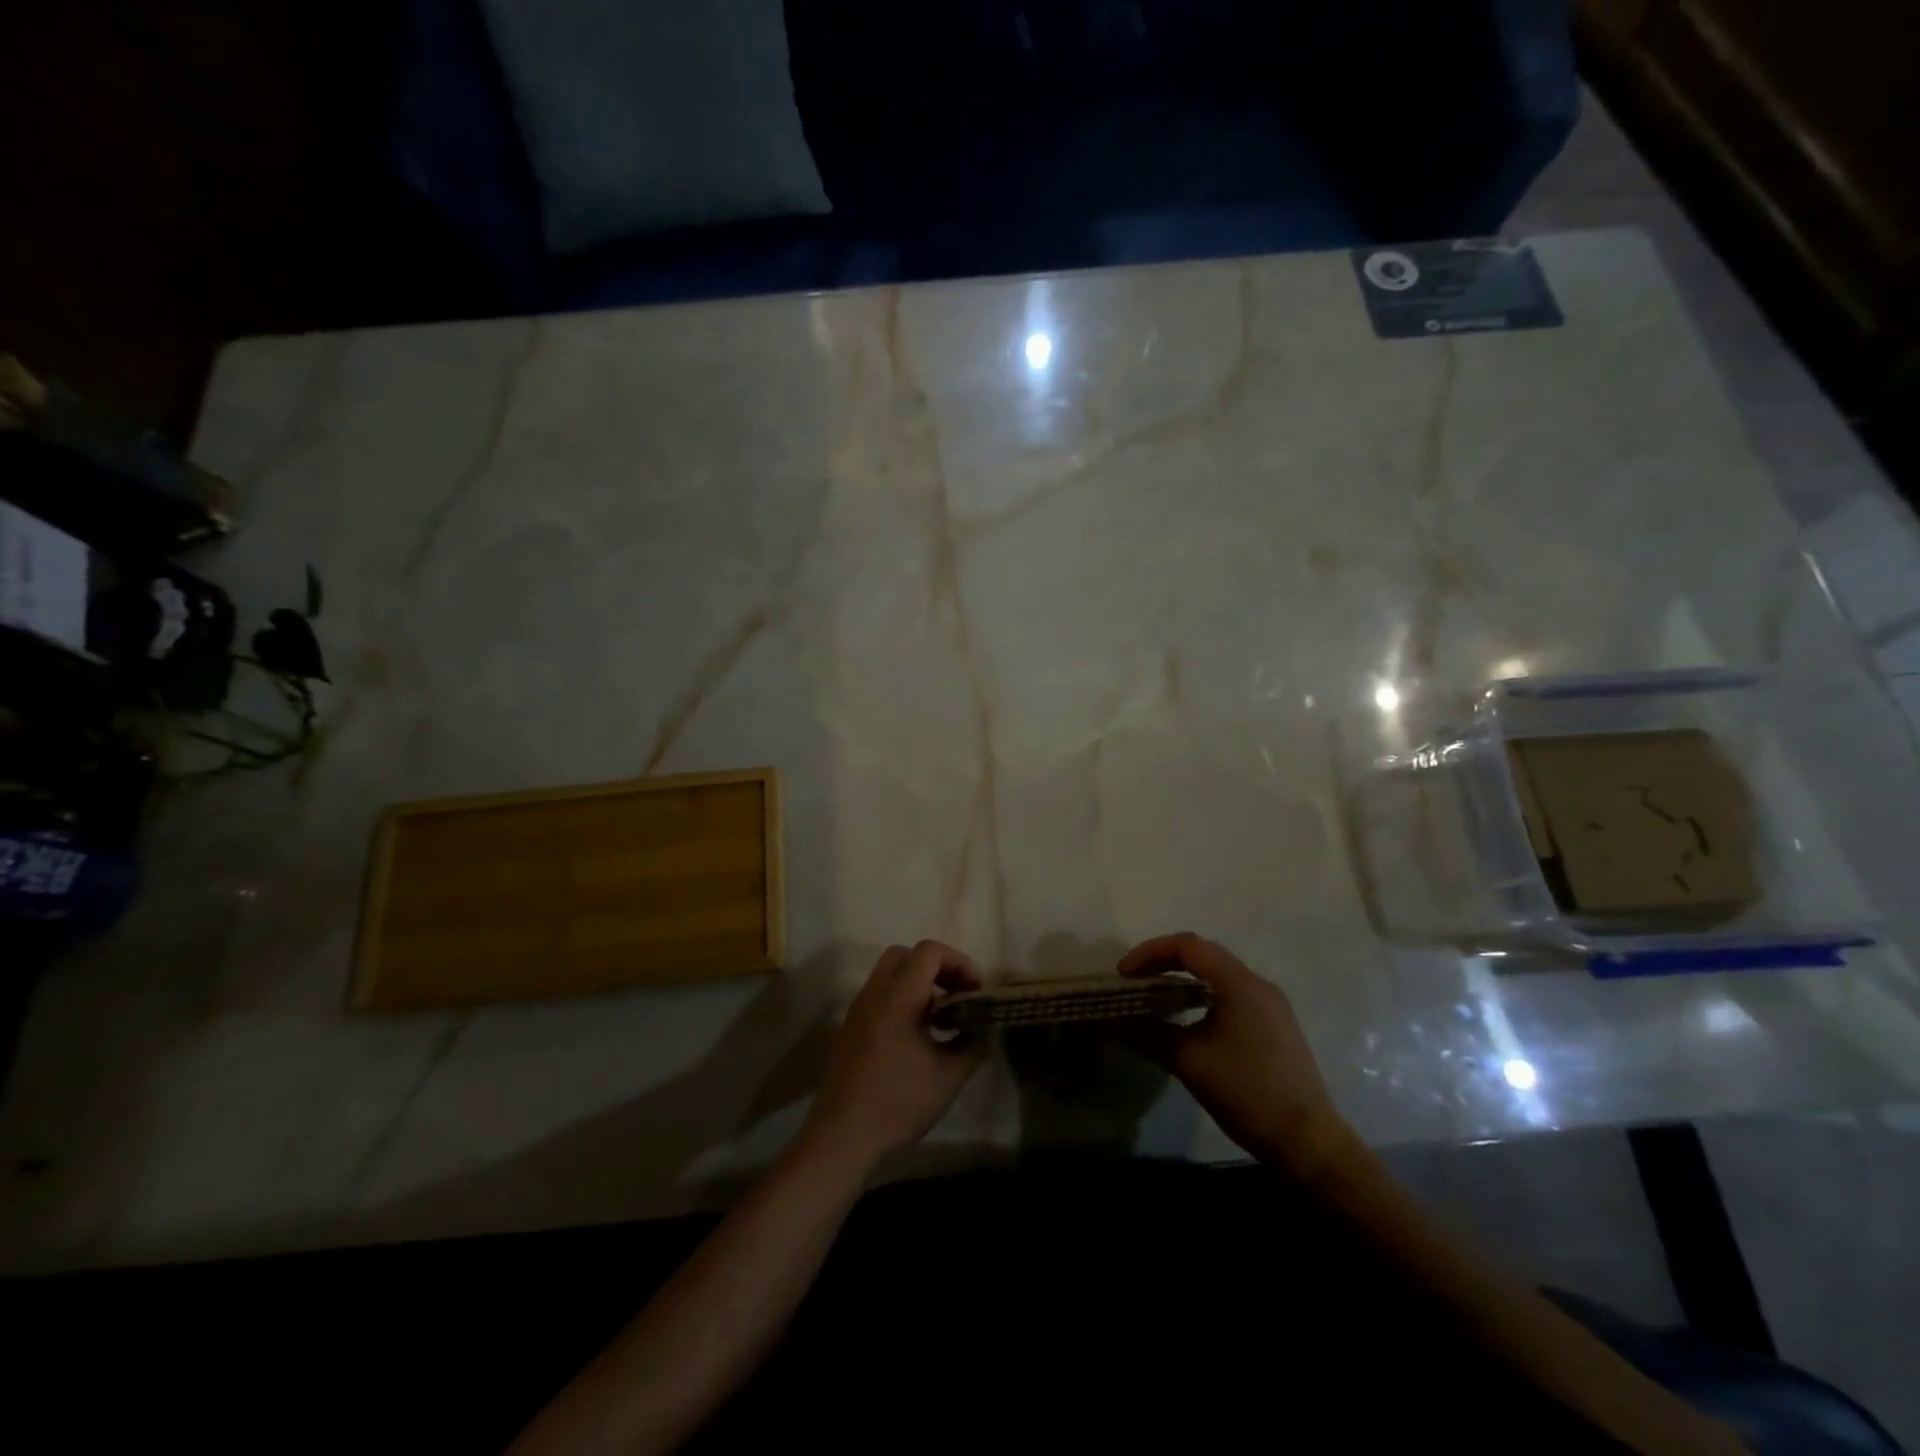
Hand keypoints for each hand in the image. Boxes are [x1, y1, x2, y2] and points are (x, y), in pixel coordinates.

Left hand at [799, 941, 984, 1173]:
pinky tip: (915, 1035)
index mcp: (899, 995)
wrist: (842, 1135)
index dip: (958, 962)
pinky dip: (901, 999)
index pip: (929, 951)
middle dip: (936, 966)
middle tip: (957, 994)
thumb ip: (972, 1044)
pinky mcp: (850, 1028)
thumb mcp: (948, 1076)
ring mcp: (858, 1009)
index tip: (974, 991)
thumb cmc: (898, 1101)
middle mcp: (875, 993)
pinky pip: (878, 995)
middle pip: (906, 954)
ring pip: (889, 973)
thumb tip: (983, 1029)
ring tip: (940, 1016)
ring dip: (917, 982)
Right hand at [1119, 933, 1357, 1179]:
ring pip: (1220, 974)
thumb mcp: (1189, 1062)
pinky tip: (1190, 1019)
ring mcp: (1272, 1004)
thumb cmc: (1246, 1092)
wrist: (1306, 1140)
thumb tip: (1115, 1022)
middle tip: (1136, 981)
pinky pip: (1234, 994)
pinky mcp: (1277, 1024)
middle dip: (1165, 961)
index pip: (1188, 946)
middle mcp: (1258, 984)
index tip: (1125, 975)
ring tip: (1156, 998)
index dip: (1150, 952)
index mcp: (1239, 984)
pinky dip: (1204, 995)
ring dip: (1185, 978)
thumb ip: (1149, 1034)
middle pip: (1205, 954)